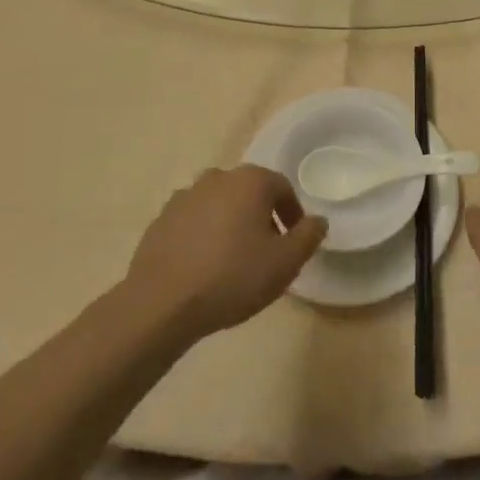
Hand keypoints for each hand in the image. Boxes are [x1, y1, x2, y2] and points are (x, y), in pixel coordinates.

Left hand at [122, 166, 326, 340]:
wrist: (162, 302)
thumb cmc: (233, 277)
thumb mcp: (285, 263)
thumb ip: (308, 236)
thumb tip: (317, 220)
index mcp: (250, 181)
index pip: (282, 188)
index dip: (293, 214)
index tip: (294, 242)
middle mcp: (217, 178)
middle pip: (249, 193)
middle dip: (261, 217)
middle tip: (266, 252)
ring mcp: (185, 196)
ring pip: (220, 205)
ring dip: (231, 224)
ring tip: (234, 260)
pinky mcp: (161, 218)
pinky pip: (194, 221)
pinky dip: (204, 235)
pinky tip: (204, 265)